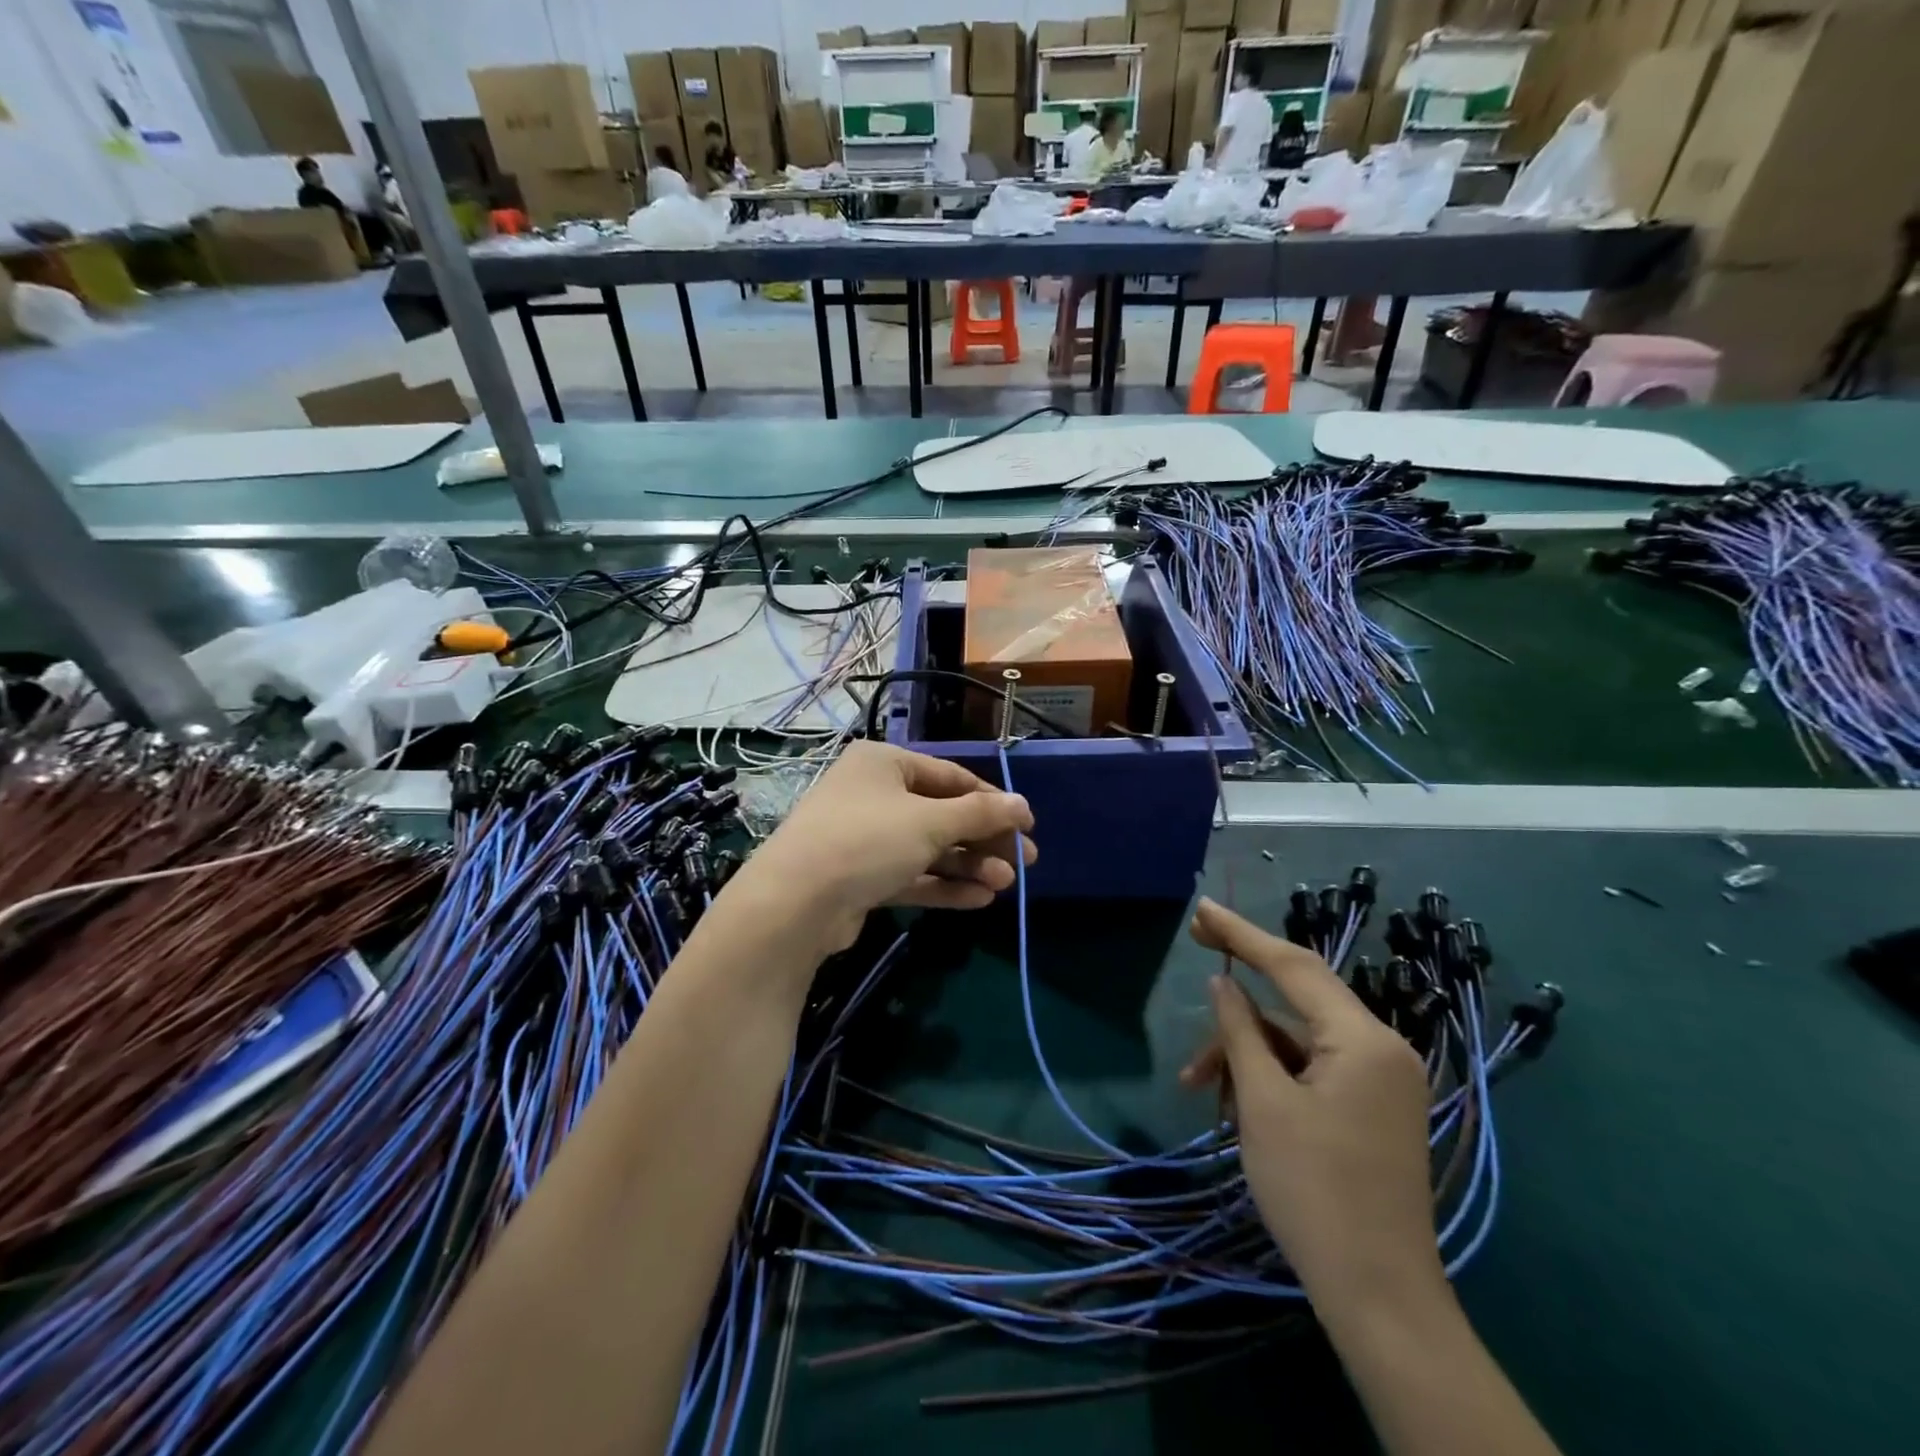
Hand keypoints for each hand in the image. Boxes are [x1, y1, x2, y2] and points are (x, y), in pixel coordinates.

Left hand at [726, 742, 1035, 955]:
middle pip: (941, 814)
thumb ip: (980, 814)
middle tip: (1024, 863)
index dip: (992, 800)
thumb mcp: (930, 822)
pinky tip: (979, 899)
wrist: (795, 903)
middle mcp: (873, 794)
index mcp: (884, 763)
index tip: (1027, 825)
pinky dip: (942, 885)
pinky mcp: (860, 877)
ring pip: (927, 848)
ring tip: (1005, 885)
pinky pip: (910, 875)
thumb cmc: (867, 840)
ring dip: (967, 865)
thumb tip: (1023, 805)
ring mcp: (864, 838)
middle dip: (983, 840)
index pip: (951, 776)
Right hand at [1179, 898, 1442, 1310]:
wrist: (1379, 1297)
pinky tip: (1235, 1103)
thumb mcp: (1263, 1103)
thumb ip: (1240, 1031)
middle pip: (1295, 1000)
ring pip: (1296, 1039)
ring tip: (1198, 1085)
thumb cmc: (1314, 1191)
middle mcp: (1380, 1048)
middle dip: (1240, 994)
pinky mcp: (1370, 1107)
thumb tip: (1224, 983)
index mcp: (1363, 1040)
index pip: (1294, 966)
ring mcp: (1379, 1080)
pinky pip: (1311, 1069)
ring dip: (1246, 1051)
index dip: (1243, 934)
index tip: (1201, 911)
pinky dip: (1270, 1076)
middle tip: (1196, 951)